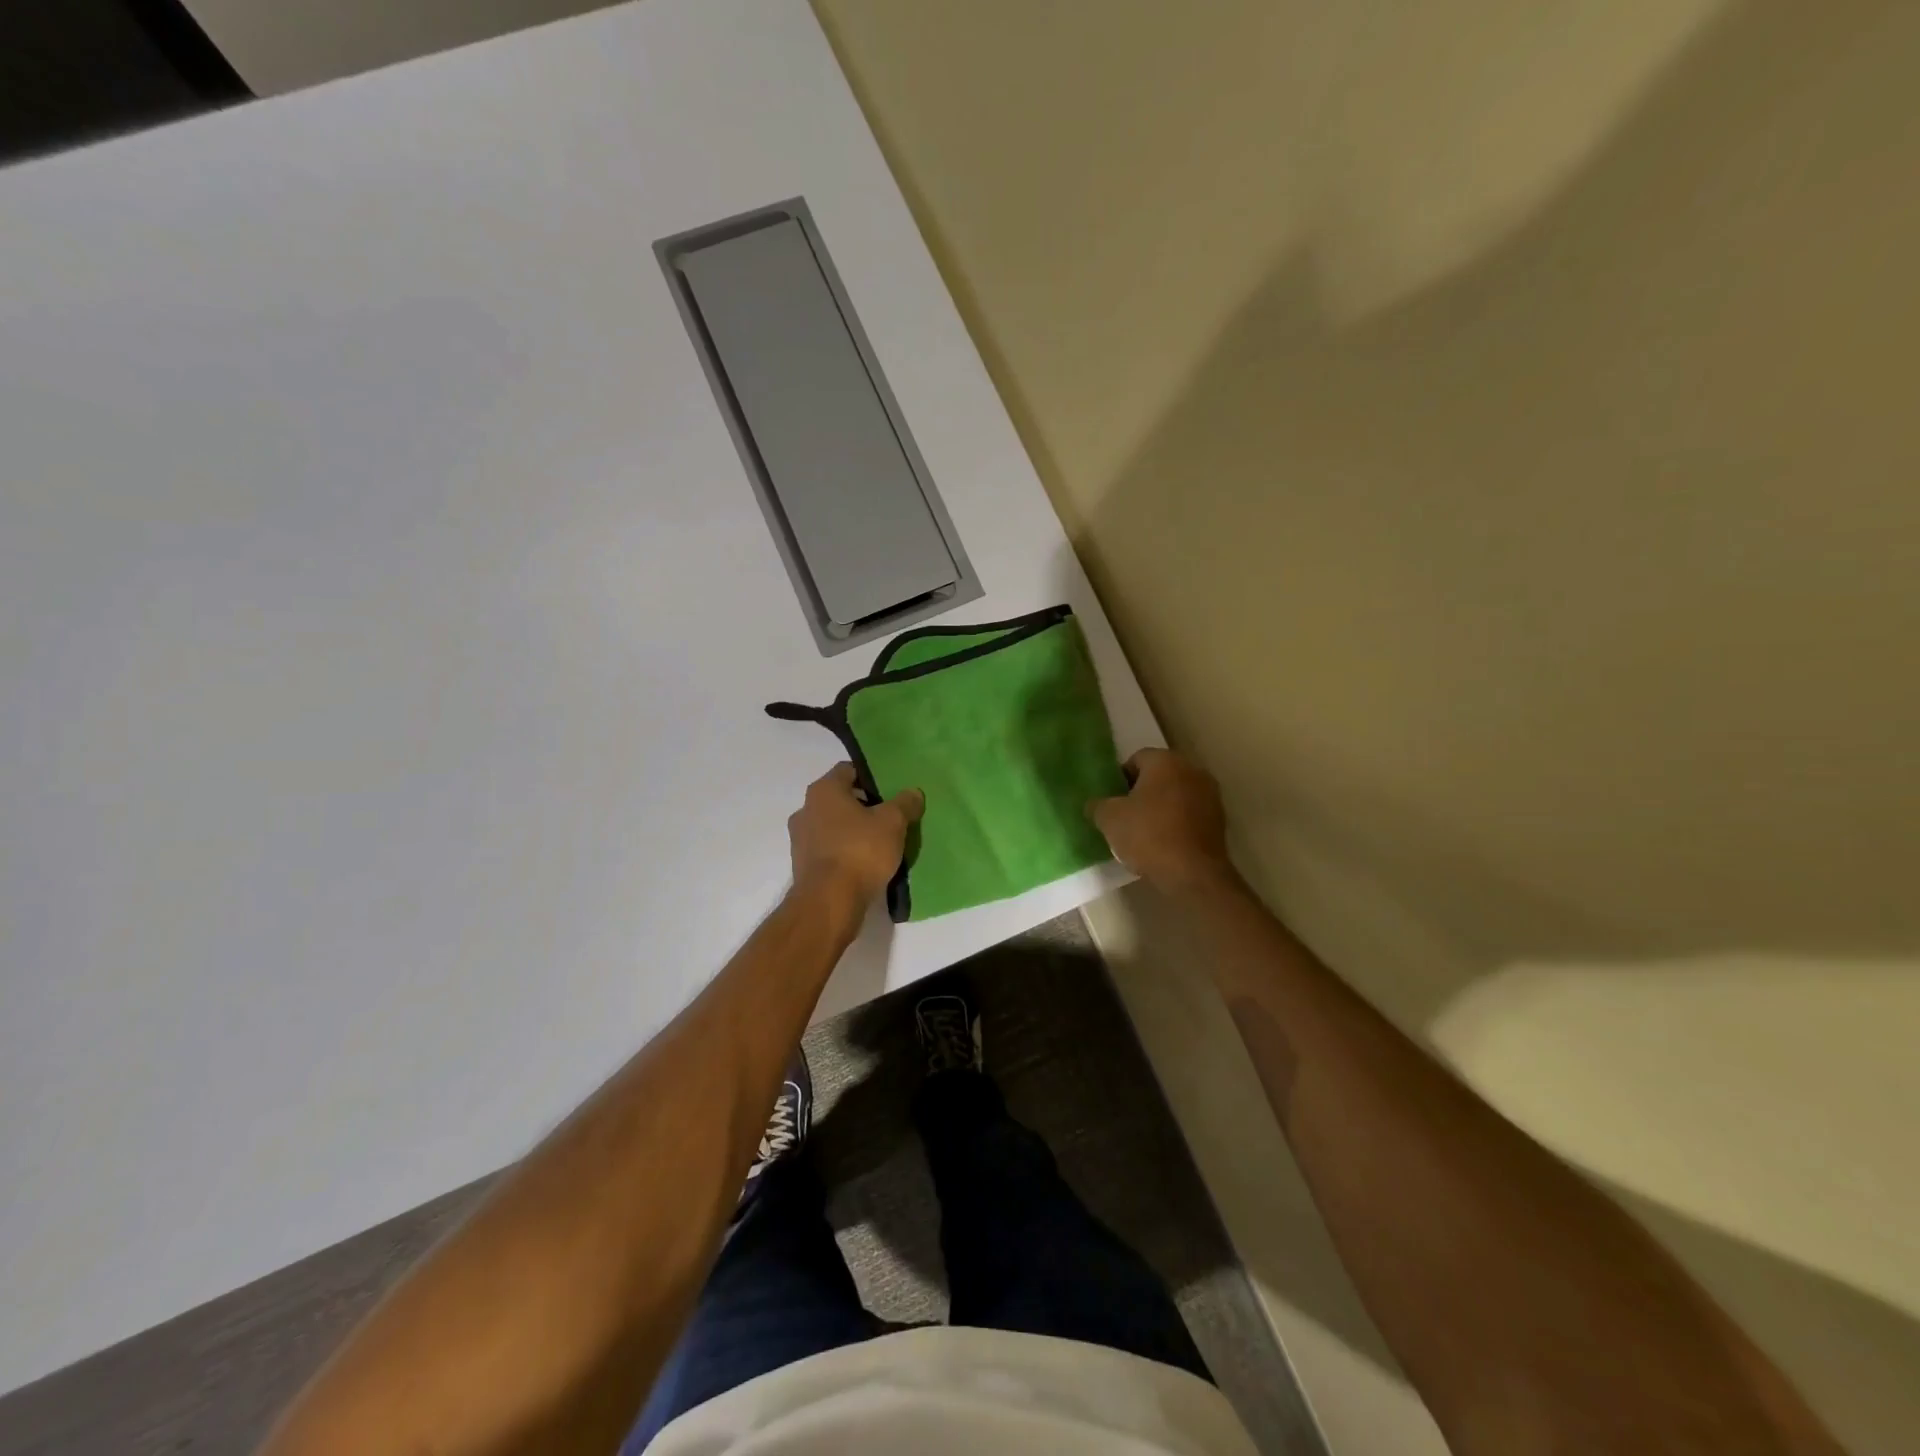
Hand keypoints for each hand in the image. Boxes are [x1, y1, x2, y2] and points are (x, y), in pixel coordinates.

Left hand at [788, 763, 923, 910]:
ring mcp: (800, 839)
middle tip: (889, 817)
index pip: (848, 770)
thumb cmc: (860, 850)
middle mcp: (805, 808)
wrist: (829, 902)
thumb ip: (904, 803)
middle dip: (863, 805)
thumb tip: (913, 792)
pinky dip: (843, 851)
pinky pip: (827, 849)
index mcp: (824, 790)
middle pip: (839, 798)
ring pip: (832, 825)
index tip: (890, 790)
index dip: (870, 777)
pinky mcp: (802, 865)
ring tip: (878, 843)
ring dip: (852, 830)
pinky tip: (863, 864)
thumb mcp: (893, 823)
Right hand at [1088, 748, 1236, 894]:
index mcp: (1165, 761)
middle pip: (1159, 776)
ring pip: (1176, 795)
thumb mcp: (1109, 819)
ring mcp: (1210, 795)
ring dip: (1160, 808)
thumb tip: (1095, 805)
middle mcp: (1192, 770)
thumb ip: (1098, 805)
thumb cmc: (1147, 835)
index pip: (1136, 759)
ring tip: (1143, 833)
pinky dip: (1176, 823)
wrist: (1192, 874)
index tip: (1112, 802)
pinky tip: (1163, 844)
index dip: (1119, 779)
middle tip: (1124, 816)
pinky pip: (1189, 814)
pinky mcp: (1220, 820)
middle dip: (1141, 792)